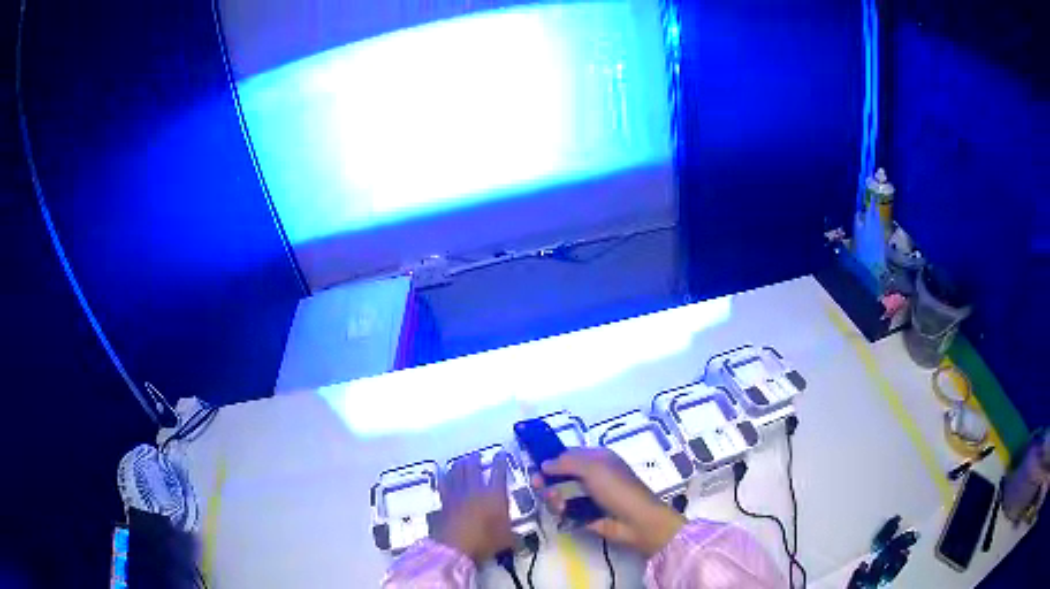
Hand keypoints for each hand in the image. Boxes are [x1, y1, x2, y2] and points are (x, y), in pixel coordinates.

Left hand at [433, 451, 515, 563]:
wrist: (455, 546)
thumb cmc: (485, 541)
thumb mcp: (506, 540)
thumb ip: (512, 535)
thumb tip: (517, 538)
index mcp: (494, 494)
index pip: (499, 472)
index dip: (500, 461)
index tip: (501, 453)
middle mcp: (475, 489)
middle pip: (473, 467)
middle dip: (475, 459)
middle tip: (476, 455)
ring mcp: (456, 493)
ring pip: (456, 471)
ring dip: (459, 465)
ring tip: (461, 461)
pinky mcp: (443, 501)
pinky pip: (443, 483)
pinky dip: (445, 477)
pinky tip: (444, 475)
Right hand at [532, 448, 685, 556]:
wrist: (636, 521)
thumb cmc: (618, 489)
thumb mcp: (594, 468)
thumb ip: (567, 462)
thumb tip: (544, 463)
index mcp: (598, 458)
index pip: (569, 454)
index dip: (552, 458)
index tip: (534, 465)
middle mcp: (593, 475)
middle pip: (561, 474)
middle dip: (548, 479)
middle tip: (536, 485)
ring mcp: (588, 496)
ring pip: (561, 492)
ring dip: (554, 496)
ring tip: (559, 503)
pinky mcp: (585, 515)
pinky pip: (566, 509)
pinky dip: (561, 510)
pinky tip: (563, 512)